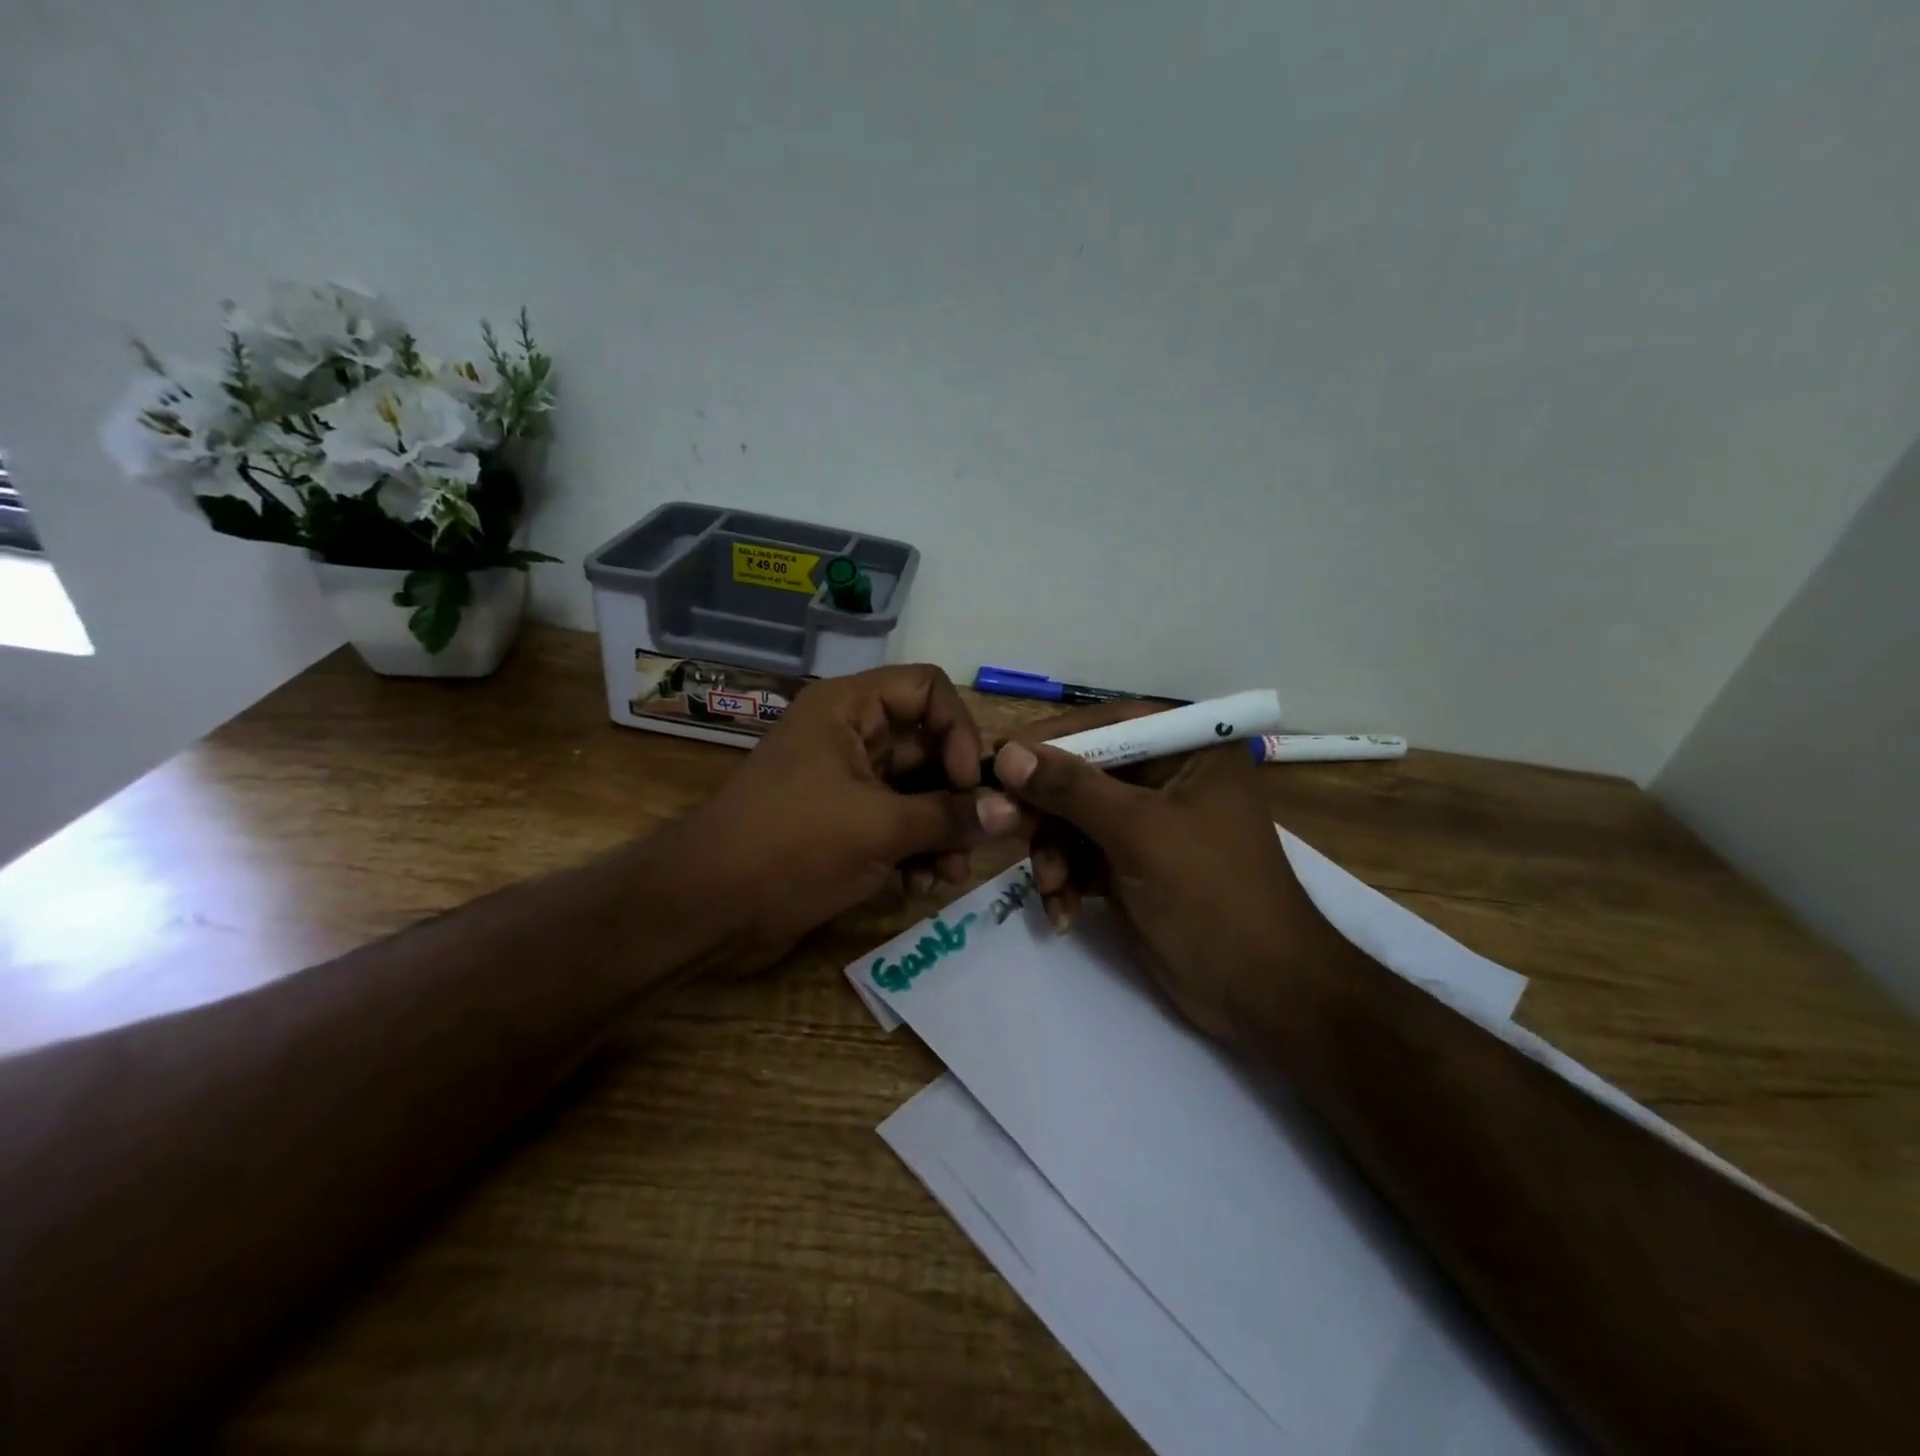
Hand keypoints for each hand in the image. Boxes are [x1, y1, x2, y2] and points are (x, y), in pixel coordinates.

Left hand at [671, 664, 1024, 971]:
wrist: (707, 909)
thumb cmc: (792, 847)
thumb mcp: (880, 829)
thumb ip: (950, 817)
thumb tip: (1013, 812)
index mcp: (849, 709)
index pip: (928, 689)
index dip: (958, 731)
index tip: (968, 784)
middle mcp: (850, 735)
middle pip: (929, 745)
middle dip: (957, 795)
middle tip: (978, 841)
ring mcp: (845, 782)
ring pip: (916, 791)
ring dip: (941, 830)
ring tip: (949, 875)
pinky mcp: (841, 824)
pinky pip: (895, 823)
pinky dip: (915, 850)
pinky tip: (921, 886)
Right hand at [987, 711, 1344, 1043]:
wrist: (1259, 993)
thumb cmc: (1211, 896)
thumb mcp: (1139, 833)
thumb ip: (1071, 789)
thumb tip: (1007, 753)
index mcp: (1188, 749)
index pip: (1105, 724)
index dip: (1049, 741)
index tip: (998, 761)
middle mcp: (1166, 777)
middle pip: (1081, 773)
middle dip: (1045, 810)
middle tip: (1000, 828)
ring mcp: (1147, 823)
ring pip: (1072, 818)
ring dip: (1051, 853)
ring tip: (1050, 888)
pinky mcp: (1131, 864)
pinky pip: (1079, 855)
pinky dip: (1065, 879)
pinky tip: (1063, 911)